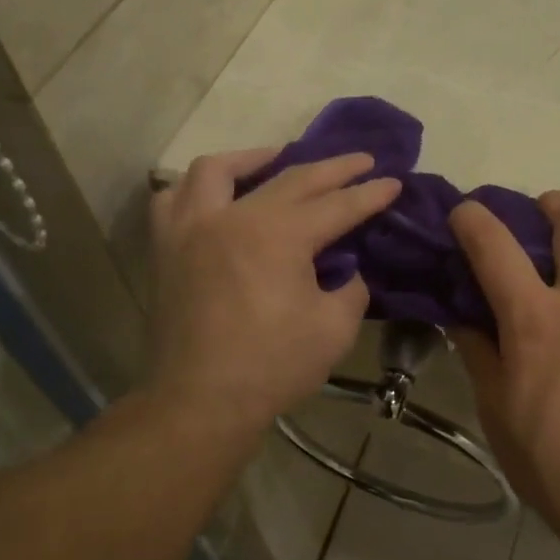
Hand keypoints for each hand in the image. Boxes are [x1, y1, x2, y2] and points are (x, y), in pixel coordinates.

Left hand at [147, 148, 400, 436]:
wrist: (200, 401)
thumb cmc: (272, 367)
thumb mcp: (333, 329)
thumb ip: (350, 289)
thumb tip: (346, 271)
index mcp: (278, 235)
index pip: (336, 205)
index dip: (369, 194)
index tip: (393, 182)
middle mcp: (233, 217)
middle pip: (291, 178)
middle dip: (332, 168)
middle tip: (360, 160)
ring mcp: (192, 228)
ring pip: (218, 170)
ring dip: (253, 159)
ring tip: (277, 161)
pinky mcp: (166, 248)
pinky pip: (173, 199)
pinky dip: (195, 189)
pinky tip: (215, 197)